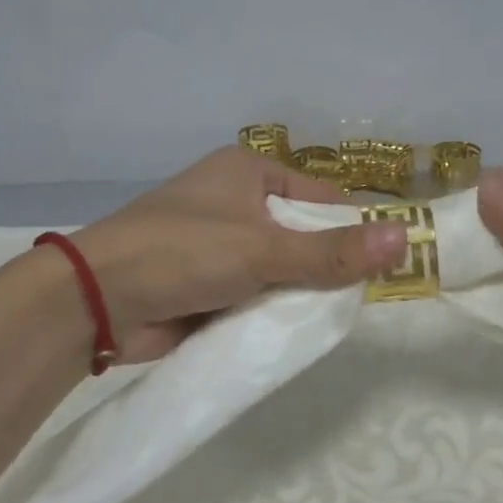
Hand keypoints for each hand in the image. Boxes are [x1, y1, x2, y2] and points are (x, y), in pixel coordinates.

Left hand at [70, 147, 408, 362]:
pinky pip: (254, 294)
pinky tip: (291, 331)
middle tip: (356, 300)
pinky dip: (269, 311)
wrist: (97, 301)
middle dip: (322, 268)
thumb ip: (332, 252)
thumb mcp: (264, 250)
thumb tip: (405, 239)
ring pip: (278, 269)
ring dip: (295, 293)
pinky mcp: (205, 282)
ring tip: (327, 320)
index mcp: (248, 171)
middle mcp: (234, 201)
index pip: (320, 197)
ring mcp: (217, 244)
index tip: (380, 265)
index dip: (351, 229)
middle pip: (301, 235)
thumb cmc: (183, 251)